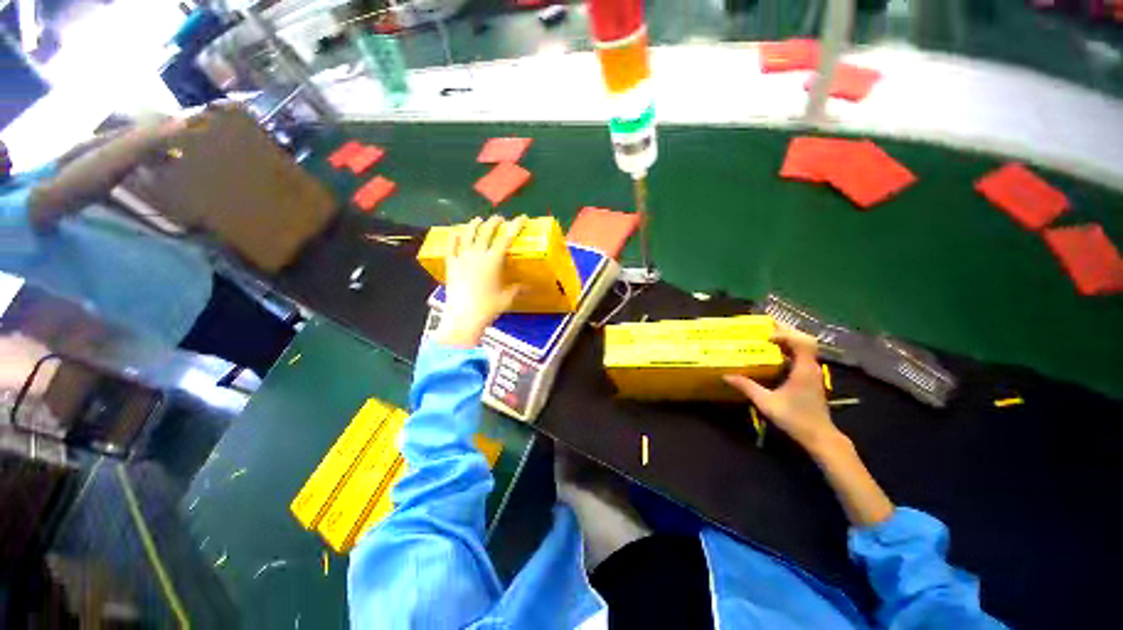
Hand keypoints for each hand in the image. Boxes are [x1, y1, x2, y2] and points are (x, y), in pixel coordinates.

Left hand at [435, 215, 525, 347]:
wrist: (463, 317)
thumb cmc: (488, 307)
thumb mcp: (507, 298)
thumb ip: (517, 289)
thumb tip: (528, 286)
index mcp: (493, 261)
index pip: (506, 238)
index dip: (515, 225)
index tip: (522, 217)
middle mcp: (477, 254)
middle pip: (486, 231)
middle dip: (494, 222)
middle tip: (500, 219)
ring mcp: (462, 258)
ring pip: (468, 234)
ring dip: (475, 225)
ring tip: (479, 220)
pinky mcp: (451, 265)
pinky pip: (451, 246)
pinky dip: (455, 237)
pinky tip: (457, 232)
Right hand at [723, 325, 839, 452]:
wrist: (819, 436)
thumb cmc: (795, 419)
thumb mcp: (767, 403)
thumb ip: (747, 387)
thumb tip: (726, 375)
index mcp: (804, 370)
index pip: (801, 342)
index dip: (784, 334)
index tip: (765, 336)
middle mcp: (811, 367)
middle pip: (804, 340)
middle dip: (786, 330)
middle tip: (765, 324)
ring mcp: (812, 372)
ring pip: (804, 347)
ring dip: (788, 338)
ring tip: (768, 334)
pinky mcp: (810, 377)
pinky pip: (801, 355)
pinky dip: (789, 348)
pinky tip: (775, 352)